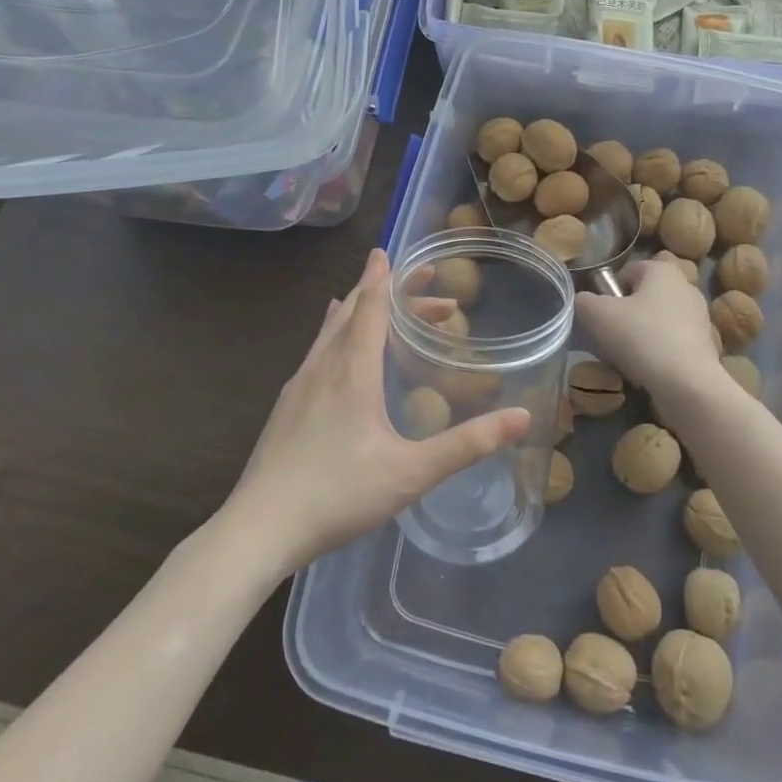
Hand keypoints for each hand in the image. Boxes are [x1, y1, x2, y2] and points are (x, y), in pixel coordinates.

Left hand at [222, 249, 530, 575]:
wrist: (258, 529)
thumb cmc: (337, 494)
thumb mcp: (411, 473)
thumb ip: (468, 445)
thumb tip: (522, 417)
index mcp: (351, 370)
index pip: (371, 307)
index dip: (387, 279)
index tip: (391, 252)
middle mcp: (323, 367)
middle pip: (352, 311)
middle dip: (385, 292)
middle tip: (421, 286)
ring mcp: (298, 386)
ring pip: (331, 330)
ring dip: (361, 312)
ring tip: (381, 307)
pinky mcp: (286, 407)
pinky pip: (318, 351)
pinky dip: (338, 334)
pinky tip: (337, 353)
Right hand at [574, 258, 726, 397]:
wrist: (687, 383)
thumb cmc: (641, 337)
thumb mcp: (597, 315)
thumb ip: (583, 301)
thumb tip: (582, 301)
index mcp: (662, 270)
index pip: (627, 272)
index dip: (608, 292)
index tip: (600, 316)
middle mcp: (685, 286)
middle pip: (643, 297)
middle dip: (624, 315)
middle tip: (608, 338)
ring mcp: (699, 317)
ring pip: (657, 321)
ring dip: (640, 336)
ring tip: (626, 358)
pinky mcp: (705, 345)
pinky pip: (671, 342)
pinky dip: (658, 353)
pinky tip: (647, 371)